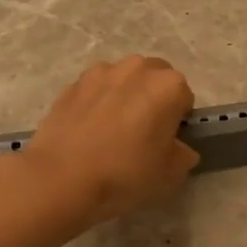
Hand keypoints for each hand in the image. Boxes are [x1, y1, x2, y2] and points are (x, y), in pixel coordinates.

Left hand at [18, 56, 198, 228]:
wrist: (61, 178)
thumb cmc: (124, 175)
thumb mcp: (170, 176)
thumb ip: (183, 155)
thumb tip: (178, 148)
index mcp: (168, 86)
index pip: (185, 98)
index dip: (178, 121)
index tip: (166, 142)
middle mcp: (138, 68)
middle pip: (156, 79)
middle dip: (154, 99)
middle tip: (143, 133)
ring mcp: (101, 72)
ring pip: (124, 80)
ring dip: (126, 96)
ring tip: (113, 130)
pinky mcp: (73, 83)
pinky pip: (96, 89)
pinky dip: (98, 102)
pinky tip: (89, 130)